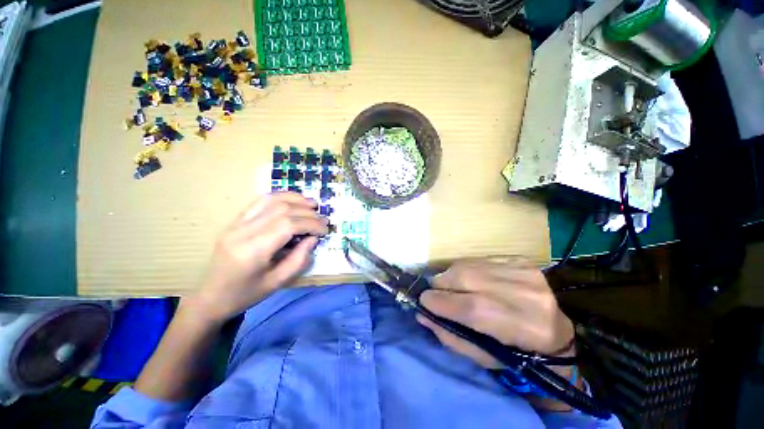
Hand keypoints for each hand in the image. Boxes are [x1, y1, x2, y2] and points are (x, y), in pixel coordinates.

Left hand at [190, 192, 328, 322]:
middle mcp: (242, 231)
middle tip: (323, 220)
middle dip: (308, 213)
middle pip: (282, 210)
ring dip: (295, 200)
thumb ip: (299, 259)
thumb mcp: (278, 282)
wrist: (210, 297)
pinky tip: (293, 201)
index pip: (288, 225)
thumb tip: (314, 238)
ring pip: (271, 200)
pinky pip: (259, 201)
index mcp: (252, 251)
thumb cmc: (246, 294)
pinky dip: (280, 197)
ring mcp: (236, 223)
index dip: (311, 224)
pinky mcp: (234, 221)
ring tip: (312, 205)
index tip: (325, 230)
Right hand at [417, 259, 574, 368]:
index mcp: (524, 328)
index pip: (472, 308)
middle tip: (434, 292)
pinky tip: (468, 279)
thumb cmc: (518, 352)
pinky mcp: (521, 261)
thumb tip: (423, 314)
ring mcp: (525, 273)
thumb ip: (451, 336)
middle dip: (441, 283)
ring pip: (471, 265)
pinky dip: (466, 268)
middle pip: (468, 278)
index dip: (441, 302)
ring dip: (451, 275)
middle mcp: (528, 296)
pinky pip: (480, 259)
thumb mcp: (484, 356)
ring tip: (448, 286)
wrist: (555, 332)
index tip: (423, 301)